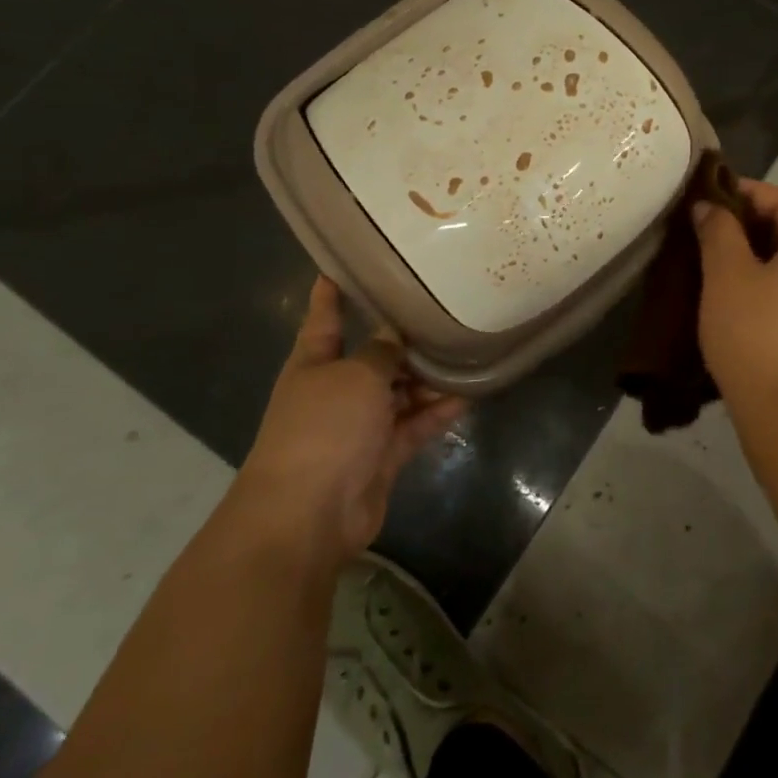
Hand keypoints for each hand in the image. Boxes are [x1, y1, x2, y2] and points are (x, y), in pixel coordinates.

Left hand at [230, 277, 465, 565]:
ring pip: (400, 391)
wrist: (308, 514)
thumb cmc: (324, 428)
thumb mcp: (356, 375)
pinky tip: (469, 394)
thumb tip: (395, 335)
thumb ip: (381, 351)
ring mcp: (359, 425)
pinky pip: (414, 425)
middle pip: (373, 355)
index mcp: (314, 361)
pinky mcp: (382, 455)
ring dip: (428, 377)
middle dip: (403, 338)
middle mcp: (336, 389)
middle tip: (443, 308)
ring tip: (467, 350)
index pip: (324, 316)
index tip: (342, 263)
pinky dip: (437, 412)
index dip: (331, 291)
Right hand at [694, 179, 777, 415]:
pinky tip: (740, 292)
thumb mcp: (727, 275)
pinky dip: (772, 278)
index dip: (747, 192)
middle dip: (751, 222)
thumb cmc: (755, 334)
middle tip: (709, 228)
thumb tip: (709, 207)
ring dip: (760, 251)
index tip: (709, 197)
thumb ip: (718, 231)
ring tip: (718, 258)